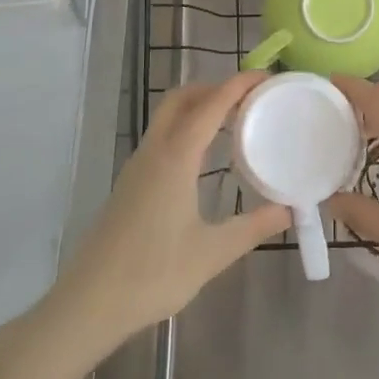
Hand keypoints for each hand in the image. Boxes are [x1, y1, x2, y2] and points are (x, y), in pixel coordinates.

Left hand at [51, 73, 290, 352]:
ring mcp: (137, 166)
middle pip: (182, 98)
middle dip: (215, 87)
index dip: (238, 84)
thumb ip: (253, 227)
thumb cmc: (153, 274)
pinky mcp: (130, 183)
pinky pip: (161, 137)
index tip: (266, 76)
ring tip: (232, 120)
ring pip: (167, 117)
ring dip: (198, 106)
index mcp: (175, 157)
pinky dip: (185, 128)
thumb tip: (289, 210)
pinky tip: (203, 156)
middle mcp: (154, 151)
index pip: (211, 105)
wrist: (89, 302)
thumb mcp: (212, 253)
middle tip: (249, 97)